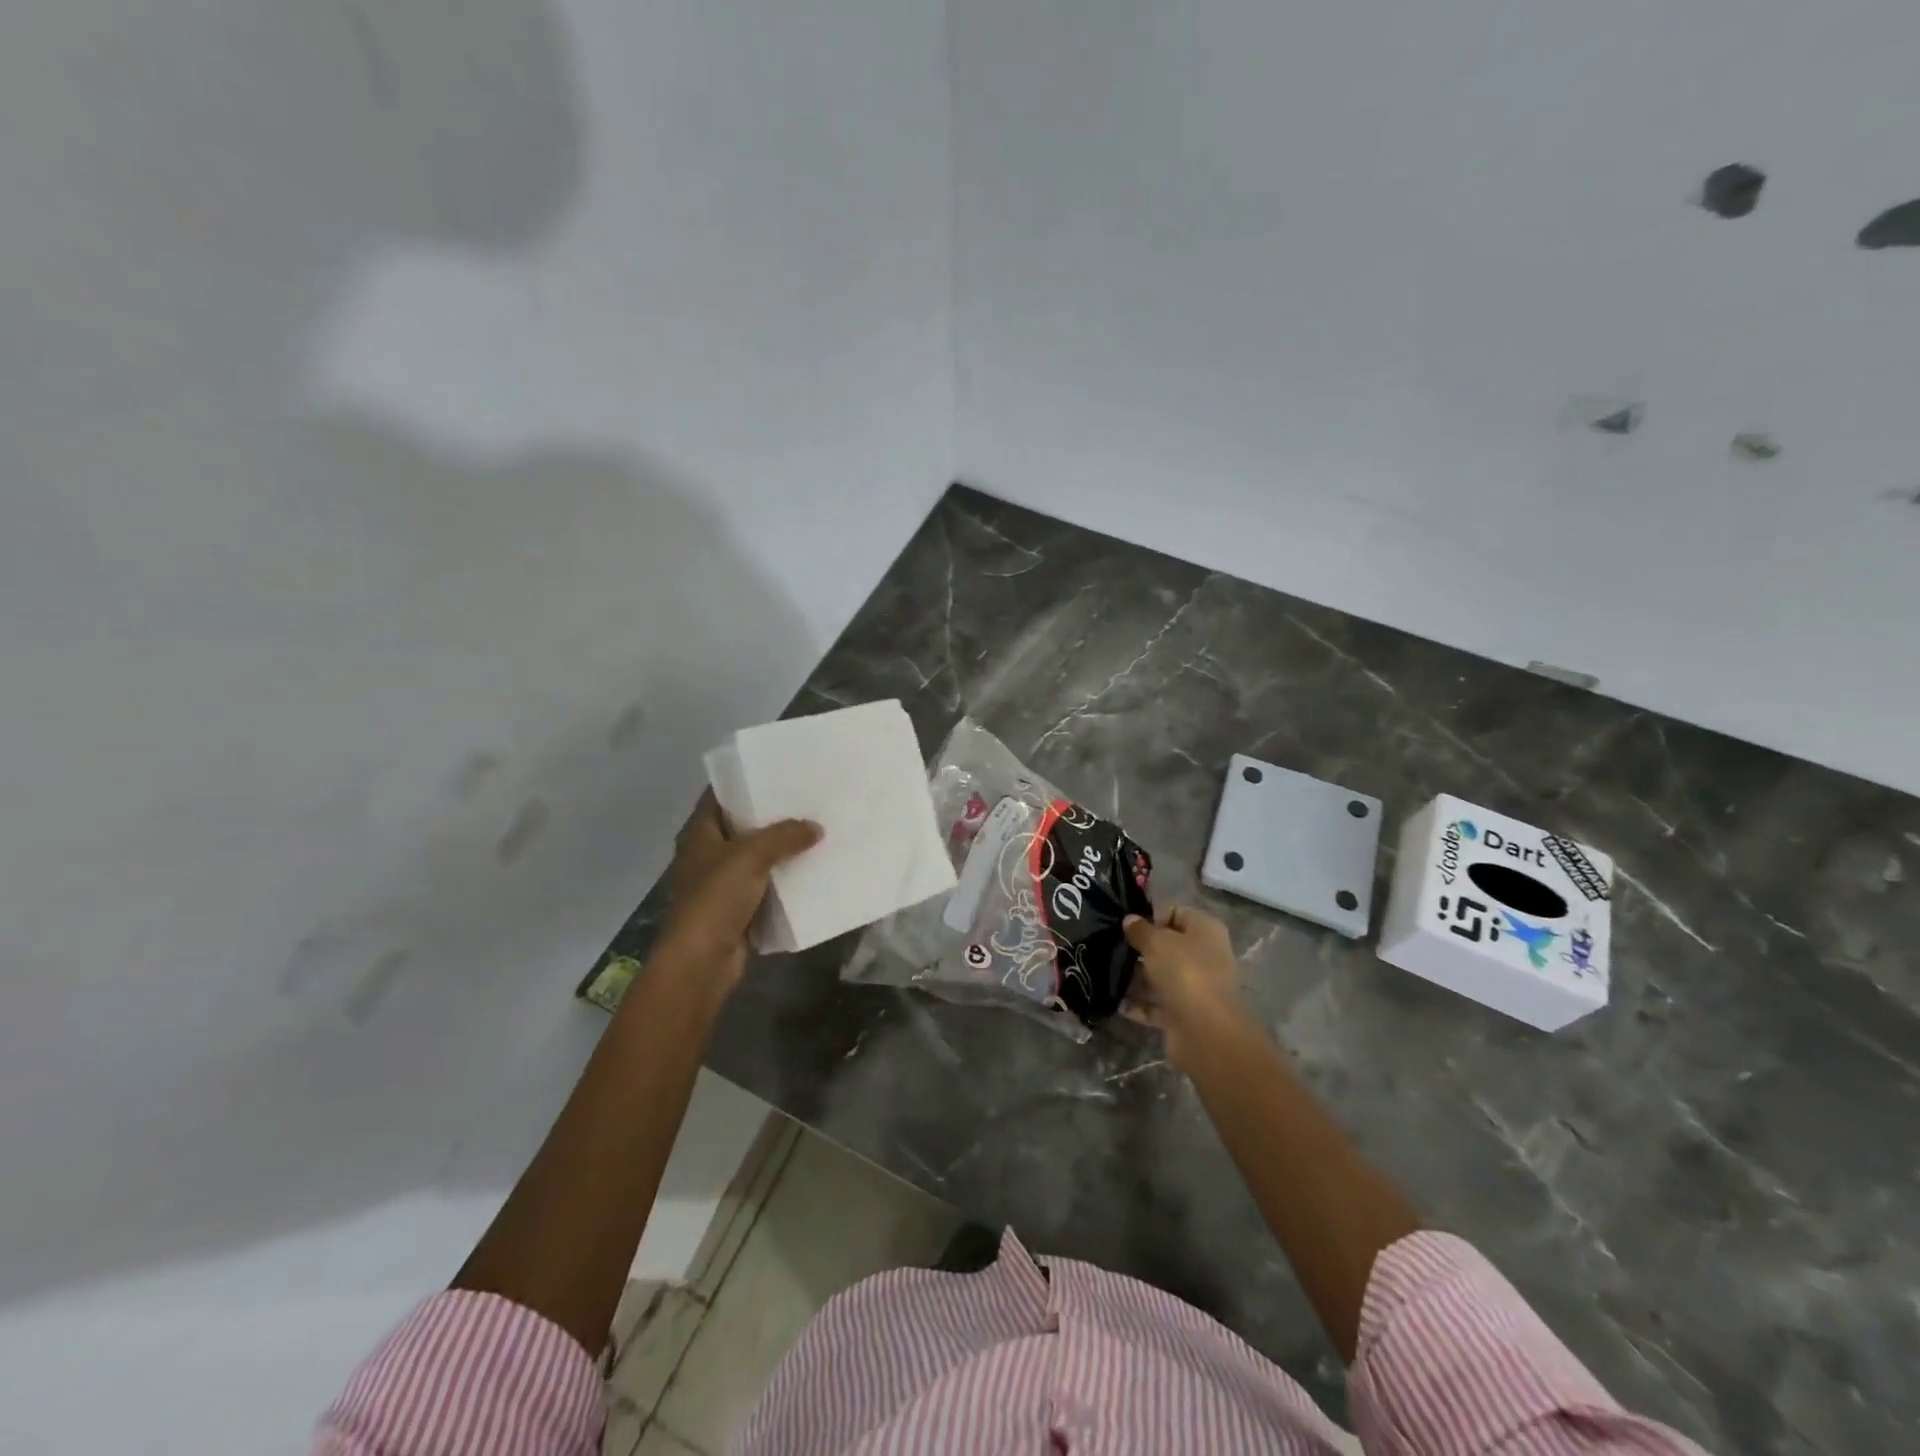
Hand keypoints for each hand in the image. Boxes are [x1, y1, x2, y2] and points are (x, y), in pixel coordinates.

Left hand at [658, 792, 821, 989]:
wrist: (702, 962)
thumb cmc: (716, 898)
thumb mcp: (751, 855)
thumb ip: (785, 836)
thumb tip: (816, 828)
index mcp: (699, 833)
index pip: (720, 796)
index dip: (745, 782)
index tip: (778, 771)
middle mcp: (708, 854)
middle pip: (743, 826)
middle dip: (773, 816)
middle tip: (809, 799)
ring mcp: (723, 884)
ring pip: (758, 858)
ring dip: (783, 849)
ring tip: (819, 829)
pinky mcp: (739, 909)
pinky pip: (767, 886)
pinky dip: (786, 880)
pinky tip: (813, 869)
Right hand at [1122, 906, 1250, 1067]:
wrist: (1205, 1032)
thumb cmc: (1185, 972)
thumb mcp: (1156, 941)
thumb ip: (1140, 929)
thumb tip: (1130, 920)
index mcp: (1205, 931)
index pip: (1175, 913)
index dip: (1149, 915)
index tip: (1123, 921)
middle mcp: (1204, 956)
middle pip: (1166, 946)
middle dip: (1139, 947)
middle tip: (1109, 945)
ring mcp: (1195, 987)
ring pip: (1160, 976)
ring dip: (1135, 977)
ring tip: (1105, 971)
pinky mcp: (1184, 1015)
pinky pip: (1156, 1004)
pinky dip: (1138, 1004)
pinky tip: (1115, 1001)